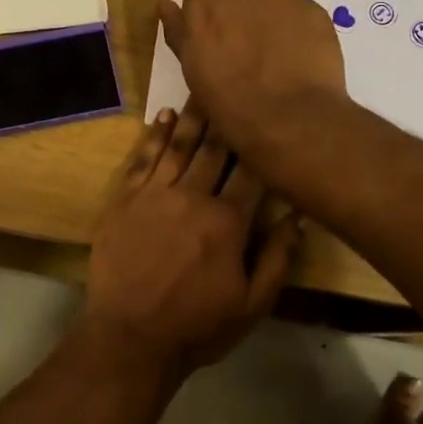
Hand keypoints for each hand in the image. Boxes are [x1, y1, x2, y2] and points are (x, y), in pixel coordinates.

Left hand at [82, 103, 301, 375]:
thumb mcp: (252, 304)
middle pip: (215, 149)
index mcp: (228, 222)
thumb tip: (298, 214)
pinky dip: (154, 136)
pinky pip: (142, 159)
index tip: (273, 117)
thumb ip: (278, 257)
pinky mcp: (124, 200)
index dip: (263, 143)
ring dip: (193, 117)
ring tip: (203, 88)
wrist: (130, 337)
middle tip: (238, 86)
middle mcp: (192, 197)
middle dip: (229, 118)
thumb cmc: (197, 326)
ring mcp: (154, 195)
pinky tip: (163, 117)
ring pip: (179, 146)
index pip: (252, 171)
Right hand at [158, 0, 346, 161]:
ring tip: (274, 56)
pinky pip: (299, 12)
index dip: (208, 7)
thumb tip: (165, 3)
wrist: (290, 117)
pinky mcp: (314, 9)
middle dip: (240, 10)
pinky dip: (296, 28)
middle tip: (244, 48)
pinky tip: (296, 58)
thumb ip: (178, 30)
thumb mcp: (192, 68)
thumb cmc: (229, 99)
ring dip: (269, 17)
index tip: (212, 32)